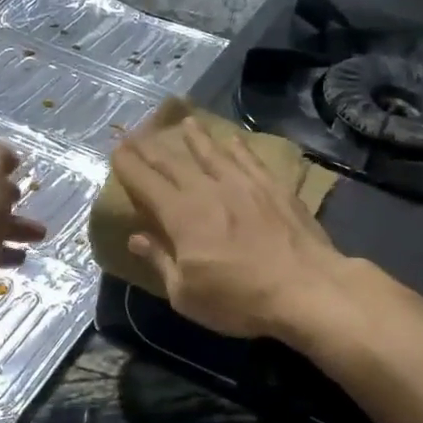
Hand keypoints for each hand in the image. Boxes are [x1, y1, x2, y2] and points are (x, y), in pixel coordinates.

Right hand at [111, 117, 349, 339]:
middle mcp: (208, 190)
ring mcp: (243, 184)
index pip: (146, 182)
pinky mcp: (273, 187)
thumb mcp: (186, 295)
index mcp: (181, 215)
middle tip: (137, 133)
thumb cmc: (239, 300)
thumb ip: (160, 261)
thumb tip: (136, 237)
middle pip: (173, 163)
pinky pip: (248, 159)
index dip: (128, 165)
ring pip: (212, 152)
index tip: (116, 150)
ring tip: (184, 122)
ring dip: (195, 137)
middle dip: (151, 148)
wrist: (306, 288)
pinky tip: (231, 139)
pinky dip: (236, 146)